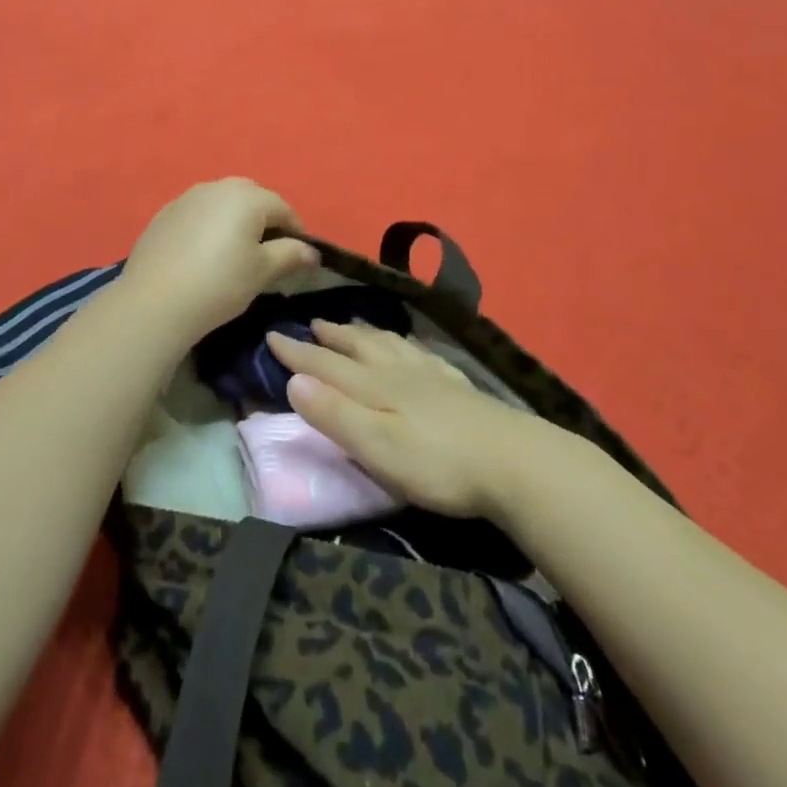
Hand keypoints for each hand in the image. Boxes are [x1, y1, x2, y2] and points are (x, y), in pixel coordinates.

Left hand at [118, 179, 319, 345]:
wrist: (155, 301)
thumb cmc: (220, 283)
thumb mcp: (262, 271)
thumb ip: (291, 255)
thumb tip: (312, 251)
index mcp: (247, 196)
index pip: (282, 208)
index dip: (296, 231)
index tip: (300, 256)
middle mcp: (216, 187)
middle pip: (251, 198)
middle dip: (264, 220)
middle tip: (268, 252)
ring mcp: (186, 198)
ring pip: (221, 204)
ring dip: (234, 221)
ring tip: (235, 252)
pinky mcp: (163, 215)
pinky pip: (197, 215)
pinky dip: (207, 227)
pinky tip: (203, 255)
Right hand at [267, 320, 536, 518]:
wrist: (515, 462)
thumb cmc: (438, 464)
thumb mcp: (377, 447)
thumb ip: (335, 414)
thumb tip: (293, 381)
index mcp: (374, 388)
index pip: (326, 365)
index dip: (297, 352)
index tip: (271, 335)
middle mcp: (398, 373)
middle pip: (358, 348)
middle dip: (331, 336)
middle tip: (311, 323)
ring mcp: (431, 377)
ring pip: (389, 345)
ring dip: (364, 333)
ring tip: (352, 324)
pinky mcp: (458, 388)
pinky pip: (421, 354)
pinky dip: (404, 344)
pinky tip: (411, 347)